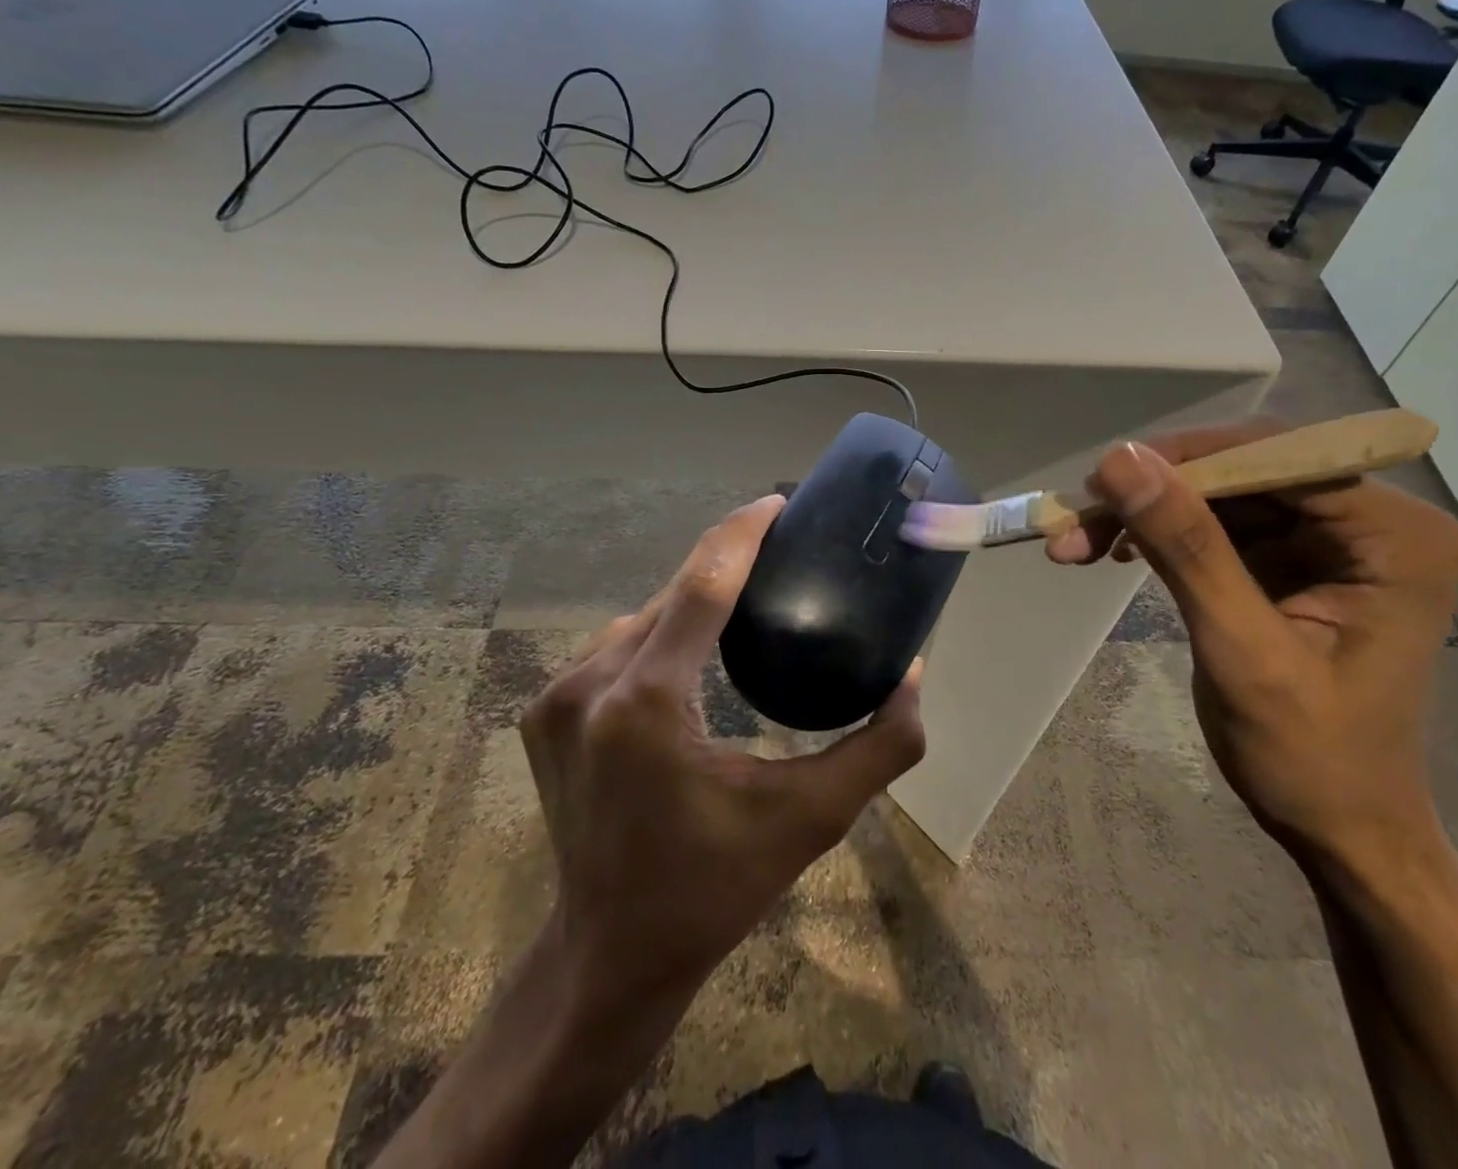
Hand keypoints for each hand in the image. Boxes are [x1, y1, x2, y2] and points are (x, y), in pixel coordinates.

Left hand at [521, 494, 926, 1018]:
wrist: (609, 954)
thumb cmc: (715, 888)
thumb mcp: (810, 820)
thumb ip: (879, 748)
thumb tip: (914, 675)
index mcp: (647, 703)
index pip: (700, 585)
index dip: (741, 533)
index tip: (777, 503)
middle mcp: (590, 685)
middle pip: (670, 595)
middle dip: (724, 565)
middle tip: (778, 552)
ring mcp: (556, 697)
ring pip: (639, 618)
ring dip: (690, 602)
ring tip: (742, 599)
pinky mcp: (542, 712)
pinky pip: (613, 647)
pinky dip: (656, 635)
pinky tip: (690, 647)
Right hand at [1047, 421, 1457, 865]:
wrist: (1340, 827)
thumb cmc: (1312, 756)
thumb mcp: (1244, 651)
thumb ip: (1188, 549)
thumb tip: (1120, 459)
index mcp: (1395, 534)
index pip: (1280, 458)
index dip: (1187, 461)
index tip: (1103, 480)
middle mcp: (1369, 520)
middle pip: (1241, 471)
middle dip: (1155, 492)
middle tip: (1077, 515)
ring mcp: (1326, 537)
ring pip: (1216, 494)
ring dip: (1143, 513)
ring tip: (1074, 541)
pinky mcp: (1288, 558)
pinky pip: (1211, 523)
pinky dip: (1156, 534)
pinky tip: (1111, 551)